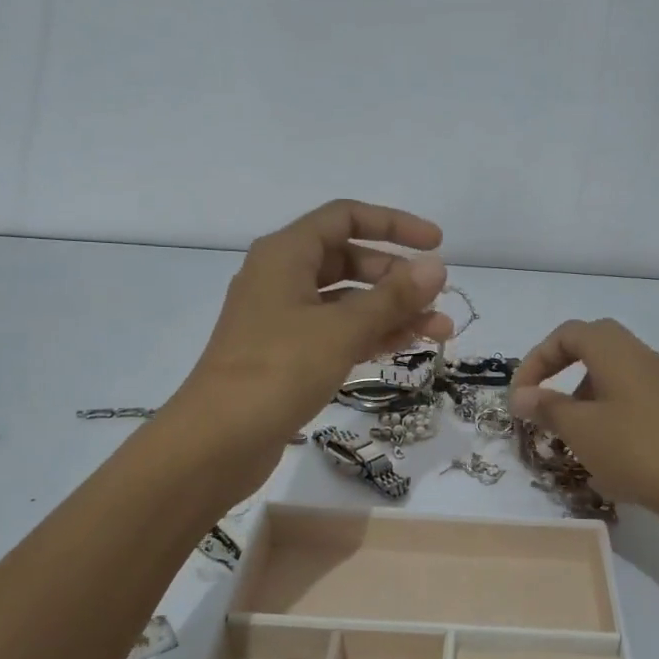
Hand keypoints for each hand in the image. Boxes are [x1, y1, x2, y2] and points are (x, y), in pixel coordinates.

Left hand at [171, 200, 451, 492]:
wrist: (218, 441)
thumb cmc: (278, 370)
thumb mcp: (341, 329)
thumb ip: (392, 297)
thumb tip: (436, 267)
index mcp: (286, 255)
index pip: (346, 218)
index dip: (394, 225)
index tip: (437, 244)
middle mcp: (282, 279)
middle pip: (349, 261)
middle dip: (398, 278)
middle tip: (437, 299)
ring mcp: (283, 320)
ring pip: (347, 302)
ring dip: (392, 312)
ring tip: (441, 331)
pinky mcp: (288, 357)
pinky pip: (337, 333)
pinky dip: (371, 336)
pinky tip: (405, 346)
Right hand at [510, 319, 658, 521]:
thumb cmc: (632, 449)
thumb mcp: (579, 429)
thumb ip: (546, 407)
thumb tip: (520, 395)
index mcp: (616, 352)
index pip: (567, 334)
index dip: (536, 359)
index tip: (520, 395)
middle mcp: (640, 356)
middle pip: (592, 342)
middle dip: (560, 366)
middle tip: (542, 397)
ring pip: (611, 368)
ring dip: (581, 388)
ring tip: (567, 426)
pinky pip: (628, 391)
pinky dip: (603, 405)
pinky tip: (599, 441)